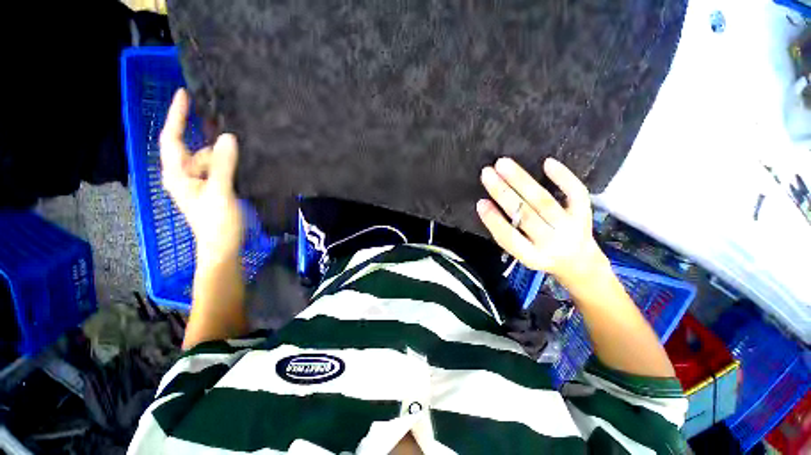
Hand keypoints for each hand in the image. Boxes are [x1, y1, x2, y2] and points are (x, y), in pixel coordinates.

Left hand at [160, 89, 243, 265]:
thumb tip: (228, 137)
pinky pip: (218, 170)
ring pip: (210, 161)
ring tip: (240, 167)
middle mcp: (184, 176)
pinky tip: (241, 169)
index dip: (177, 116)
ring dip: (224, 160)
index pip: (172, 139)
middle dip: (213, 148)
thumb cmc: (217, 223)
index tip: (184, 94)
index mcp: (177, 175)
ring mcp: (198, 183)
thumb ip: (223, 165)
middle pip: (196, 151)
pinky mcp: (211, 189)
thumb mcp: (220, 192)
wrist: (223, 247)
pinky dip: (228, 167)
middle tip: (234, 151)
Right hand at [477, 157, 606, 285]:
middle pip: (525, 215)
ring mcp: (571, 228)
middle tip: (487, 173)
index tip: (480, 202)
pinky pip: (576, 193)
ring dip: (521, 181)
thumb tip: (486, 205)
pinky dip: (563, 177)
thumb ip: (506, 234)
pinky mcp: (584, 214)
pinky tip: (546, 162)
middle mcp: (552, 243)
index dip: (493, 220)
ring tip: (503, 164)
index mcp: (532, 256)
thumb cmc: (541, 255)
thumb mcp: (521, 254)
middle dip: (503, 193)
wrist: (579, 263)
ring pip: (544, 201)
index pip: (509, 238)